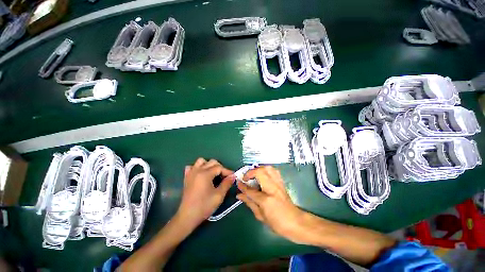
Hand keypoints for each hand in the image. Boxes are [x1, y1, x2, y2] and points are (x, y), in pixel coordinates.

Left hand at [176, 158, 234, 229]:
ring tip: (213, 173)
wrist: (188, 216)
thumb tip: (233, 176)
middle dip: (220, 167)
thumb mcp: (219, 195)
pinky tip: (201, 174)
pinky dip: (197, 168)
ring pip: (201, 161)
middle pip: (211, 162)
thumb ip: (227, 183)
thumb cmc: (204, 206)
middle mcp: (198, 170)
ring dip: (209, 165)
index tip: (233, 177)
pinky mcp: (187, 177)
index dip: (227, 171)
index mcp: (205, 174)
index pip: (219, 167)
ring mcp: (191, 173)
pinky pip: (192, 167)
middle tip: (224, 177)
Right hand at [236, 166, 307, 243]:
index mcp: (266, 200)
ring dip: (259, 169)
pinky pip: (274, 171)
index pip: (250, 189)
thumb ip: (249, 202)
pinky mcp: (282, 182)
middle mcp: (272, 188)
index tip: (238, 182)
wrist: (296, 222)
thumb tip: (239, 194)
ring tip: (254, 175)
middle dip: (251, 172)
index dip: (242, 185)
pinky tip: (263, 175)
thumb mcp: (261, 216)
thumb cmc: (278, 223)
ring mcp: (278, 184)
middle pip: (260, 172)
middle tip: (246, 178)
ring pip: (268, 168)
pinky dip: (266, 170)